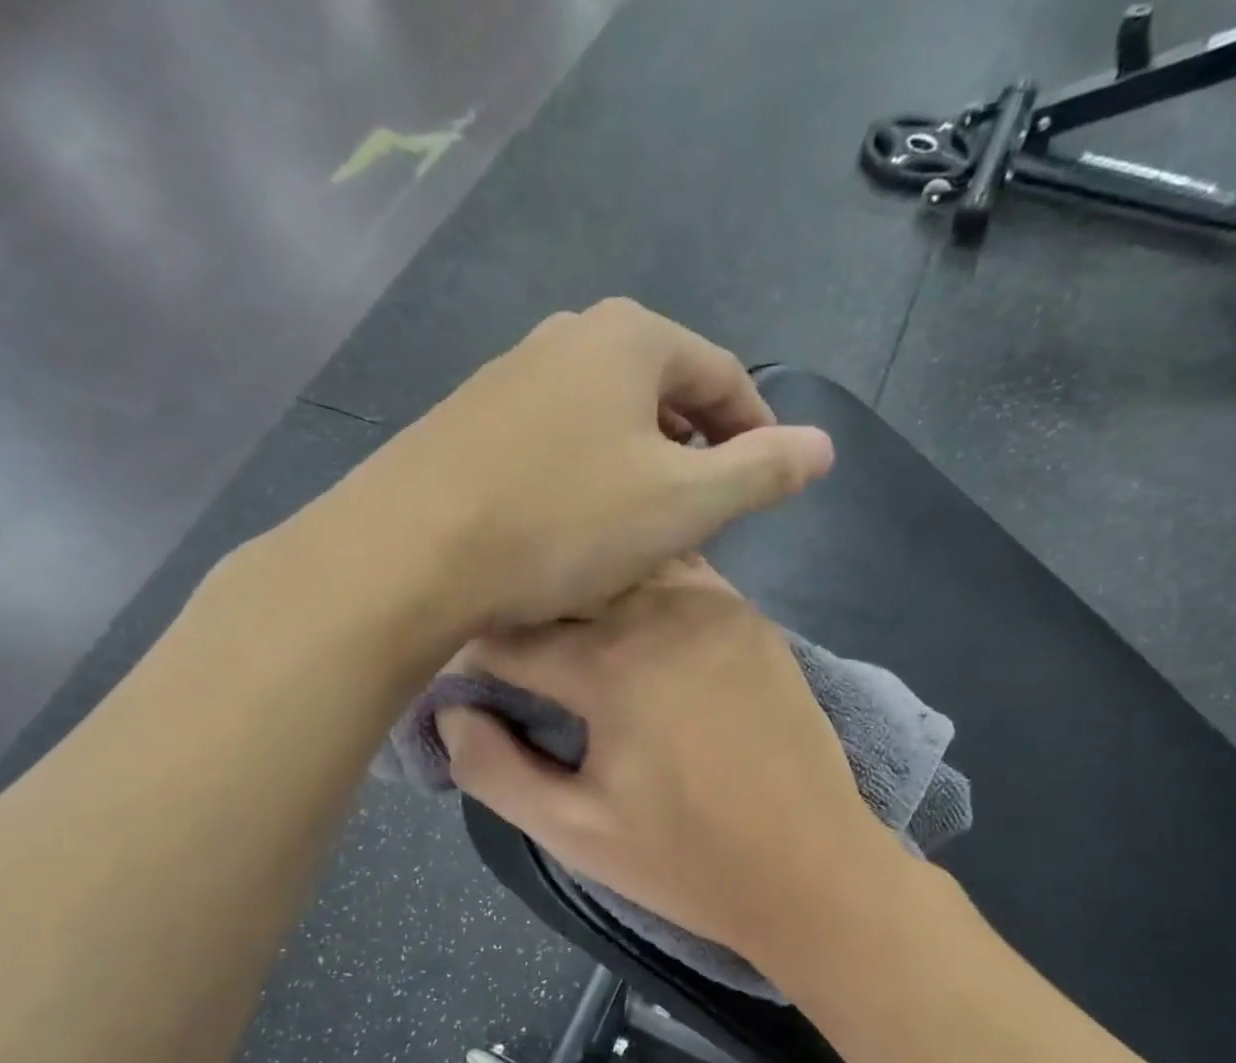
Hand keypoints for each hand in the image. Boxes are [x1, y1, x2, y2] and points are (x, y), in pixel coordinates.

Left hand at [335, 300, 833, 630]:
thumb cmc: (562, 523)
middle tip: (704, 509)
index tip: (766, 479)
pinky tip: (570, 524)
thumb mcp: (682, 504)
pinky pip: (550, 441)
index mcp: (628, 338)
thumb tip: (824, 445)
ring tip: (642, 524)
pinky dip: (580, 475)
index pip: (720, 373)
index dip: (754, 427)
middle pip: (657, 390)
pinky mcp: (466, 422)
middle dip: (691, 445)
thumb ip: (760, 470)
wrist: (411, 552)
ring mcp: (507, 376)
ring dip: (634, 463)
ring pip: (600, 417)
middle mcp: (564, 336)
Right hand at [438, 560, 892, 959]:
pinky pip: (680, 578)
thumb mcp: (574, 832)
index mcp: (612, 666)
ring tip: (564, 633)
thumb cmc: (688, 861)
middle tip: (505, 654)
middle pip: (565, 589)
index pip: (510, 637)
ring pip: (624, 570)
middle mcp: (663, 612)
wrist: (816, 871)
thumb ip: (494, 770)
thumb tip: (452, 713)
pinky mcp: (752, 621)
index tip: (458, 678)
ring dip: (583, 594)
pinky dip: (640, 590)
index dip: (471, 657)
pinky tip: (630, 624)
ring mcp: (718, 608)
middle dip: (524, 614)